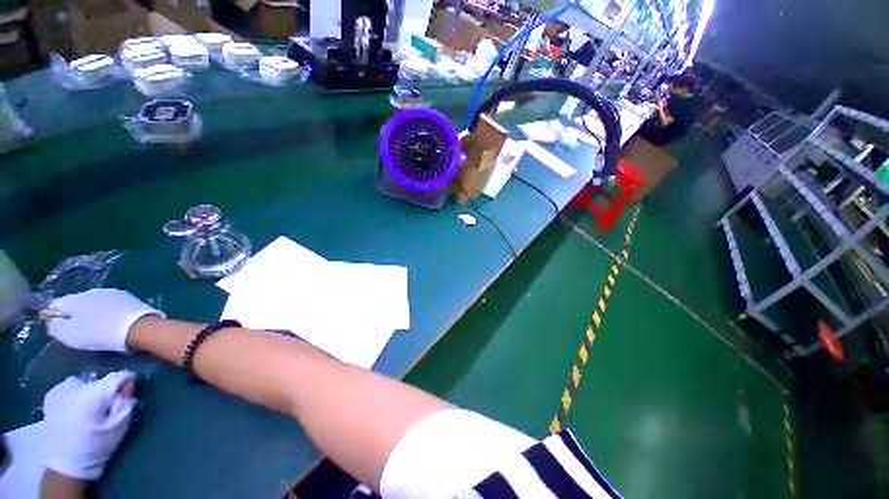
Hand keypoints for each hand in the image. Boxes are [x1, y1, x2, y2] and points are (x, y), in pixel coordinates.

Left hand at [42, 371, 136, 480]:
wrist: (65, 462)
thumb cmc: (96, 445)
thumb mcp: (119, 426)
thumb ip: (126, 402)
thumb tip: (129, 384)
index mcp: (96, 391)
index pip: (119, 376)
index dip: (128, 381)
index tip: (130, 390)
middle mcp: (77, 384)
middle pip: (99, 381)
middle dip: (106, 390)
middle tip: (108, 407)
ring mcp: (60, 388)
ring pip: (83, 383)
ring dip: (89, 392)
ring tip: (90, 409)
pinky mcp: (51, 395)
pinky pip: (69, 388)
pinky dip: (75, 395)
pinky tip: (74, 409)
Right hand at [48, 289, 163, 351]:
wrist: (138, 327)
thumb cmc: (99, 333)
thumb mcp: (68, 335)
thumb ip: (54, 326)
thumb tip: (50, 319)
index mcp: (74, 299)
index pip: (56, 304)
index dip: (55, 317)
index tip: (61, 329)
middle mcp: (91, 291)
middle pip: (76, 303)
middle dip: (75, 315)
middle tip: (80, 330)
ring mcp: (111, 292)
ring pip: (94, 302)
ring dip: (92, 313)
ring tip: (97, 327)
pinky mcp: (128, 297)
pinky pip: (110, 304)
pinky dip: (108, 312)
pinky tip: (112, 322)